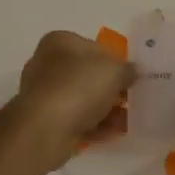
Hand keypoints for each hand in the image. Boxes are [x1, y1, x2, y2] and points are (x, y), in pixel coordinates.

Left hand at [14, 31, 134, 155]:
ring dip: (105, 109)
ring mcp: (43, 93)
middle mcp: (46, 63)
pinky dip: (94, 125)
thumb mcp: (115, 70)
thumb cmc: (80, 86)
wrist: (46, 128)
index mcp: (59, 41)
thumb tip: (132, 72)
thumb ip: (128, 69)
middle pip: (87, 74)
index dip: (115, 60)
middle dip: (110, 87)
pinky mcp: (43, 120)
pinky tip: (113, 133)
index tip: (131, 76)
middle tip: (131, 99)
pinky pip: (75, 119)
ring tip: (127, 120)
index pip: (93, 46)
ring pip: (82, 98)